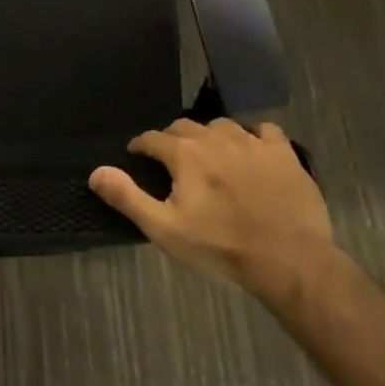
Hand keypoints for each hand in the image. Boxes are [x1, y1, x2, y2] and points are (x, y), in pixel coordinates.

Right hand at [89, 118, 337, 301]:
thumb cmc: (220, 246)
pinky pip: (263, 130)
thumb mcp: (165, 229)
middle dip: (172, 139)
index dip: (141, 147)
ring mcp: (253, 142)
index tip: (137, 157)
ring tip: (210, 155)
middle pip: (185, 126)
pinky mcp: (283, 152)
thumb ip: (128, 197)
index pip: (152, 138)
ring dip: (210, 136)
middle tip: (172, 161)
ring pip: (222, 125)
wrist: (289, 259)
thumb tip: (96, 172)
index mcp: (185, 153)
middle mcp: (216, 137)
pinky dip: (252, 136)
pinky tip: (252, 152)